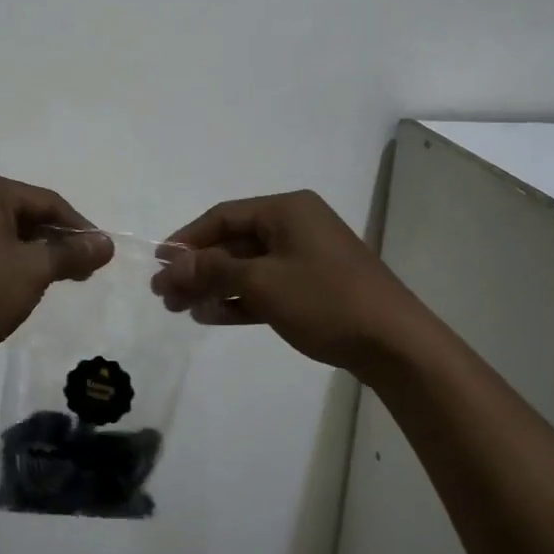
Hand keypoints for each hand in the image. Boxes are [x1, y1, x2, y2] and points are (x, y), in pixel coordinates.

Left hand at [0, 169, 113, 362]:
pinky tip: (19, 283)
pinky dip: (6, 259)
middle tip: (82, 272)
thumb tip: (107, 244)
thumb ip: (72, 253)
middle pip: (24, 214)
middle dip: (55, 242)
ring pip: (3, 231)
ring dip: (32, 253)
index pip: (47, 202)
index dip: (79, 228)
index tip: (101, 254)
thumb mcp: (33, 270)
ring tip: (56, 280)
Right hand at [153, 190, 433, 378]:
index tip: (159, 263)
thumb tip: (169, 267)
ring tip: (180, 309)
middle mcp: (296, 226)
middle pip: (234, 241)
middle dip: (198, 267)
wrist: (394, 343)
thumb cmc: (325, 300)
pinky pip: (266, 286)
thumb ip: (212, 270)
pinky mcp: (313, 287)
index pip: (224, 216)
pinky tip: (210, 316)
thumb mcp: (262, 283)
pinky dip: (239, 299)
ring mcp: (306, 257)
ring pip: (248, 266)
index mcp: (287, 210)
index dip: (188, 239)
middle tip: (164, 294)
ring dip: (214, 286)